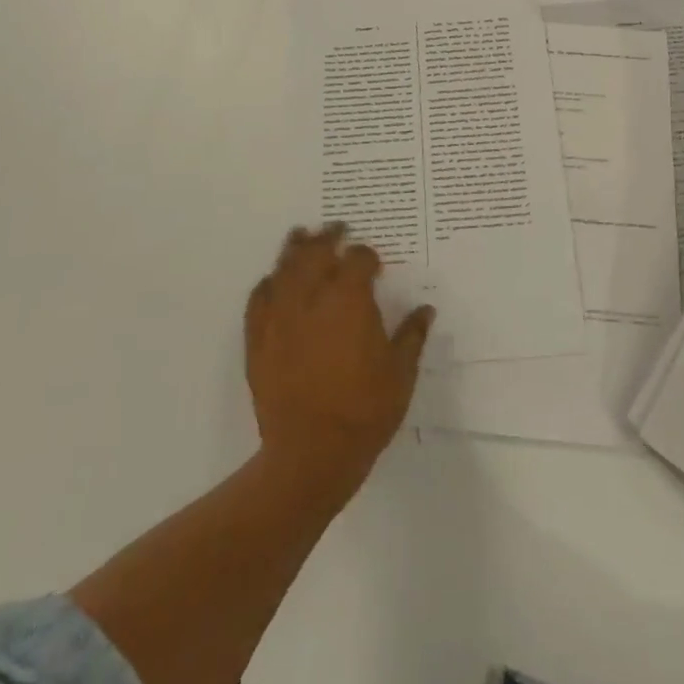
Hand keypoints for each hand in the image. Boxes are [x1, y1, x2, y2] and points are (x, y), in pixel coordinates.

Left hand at [245, 224, 434, 502]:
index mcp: (350, 299)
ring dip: (295, 248)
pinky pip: (259, 299)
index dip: (367, 256)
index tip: (374, 263)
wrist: (309, 455)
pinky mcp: (258, 339)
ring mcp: (280, 316)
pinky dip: (268, 284)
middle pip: (316, 251)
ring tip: (301, 236)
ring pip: (285, 267)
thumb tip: (425, 309)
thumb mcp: (401, 374)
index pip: (358, 259)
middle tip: (337, 228)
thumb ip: (412, 336)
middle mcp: (312, 297)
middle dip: (329, 236)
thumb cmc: (364, 412)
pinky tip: (273, 281)